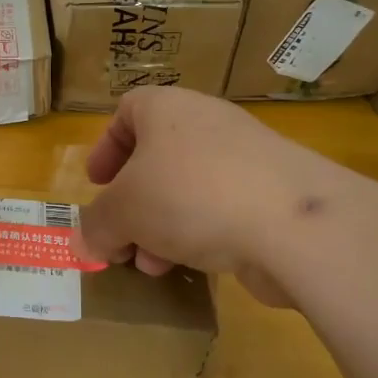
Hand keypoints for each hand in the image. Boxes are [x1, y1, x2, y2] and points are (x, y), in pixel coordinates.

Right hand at [71, 87, 339, 305]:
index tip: (96, 183)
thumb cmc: (189, 195)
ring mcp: (246, 158)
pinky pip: (221, 209)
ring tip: (150, 265)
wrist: (291, 222)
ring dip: (161, 226)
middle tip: (119, 236)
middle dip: (132, 203)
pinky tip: (191, 268)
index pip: (128, 111)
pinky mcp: (272, 194)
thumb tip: (85, 241)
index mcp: (167, 109)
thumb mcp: (123, 211)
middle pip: (157, 158)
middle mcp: (207, 124)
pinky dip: (199, 234)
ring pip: (188, 189)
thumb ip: (96, 224)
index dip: (106, 147)